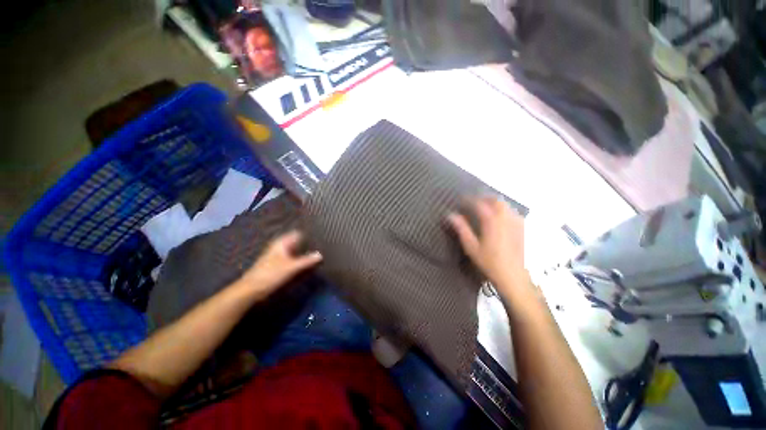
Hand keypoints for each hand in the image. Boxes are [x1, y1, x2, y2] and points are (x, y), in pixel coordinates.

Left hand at [238, 231, 321, 298]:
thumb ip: (307, 260)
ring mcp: (278, 255)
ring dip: (304, 251)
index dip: (309, 233)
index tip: (321, 235)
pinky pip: (292, 257)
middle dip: (308, 243)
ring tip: (319, 252)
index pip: (298, 233)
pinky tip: (307, 262)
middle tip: (323, 245)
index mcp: (282, 242)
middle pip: (297, 241)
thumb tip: (320, 255)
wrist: (251, 290)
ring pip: (295, 250)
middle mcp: (280, 246)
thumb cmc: (270, 274)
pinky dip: (299, 258)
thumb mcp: (291, 267)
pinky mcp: (277, 264)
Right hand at [448, 197, 531, 298]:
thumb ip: (461, 229)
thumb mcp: (471, 246)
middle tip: (474, 201)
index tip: (461, 200)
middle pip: (496, 200)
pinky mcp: (521, 229)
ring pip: (505, 205)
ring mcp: (515, 223)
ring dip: (494, 202)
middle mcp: (505, 218)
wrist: (513, 276)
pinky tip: (499, 216)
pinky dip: (504, 209)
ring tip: (485, 206)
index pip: (479, 204)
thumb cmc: (489, 262)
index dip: (469, 200)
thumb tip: (451, 215)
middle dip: (484, 197)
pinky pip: (513, 212)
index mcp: (492, 222)